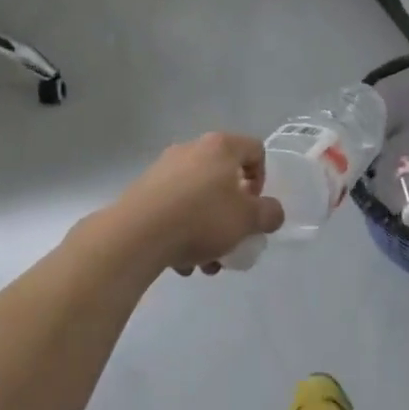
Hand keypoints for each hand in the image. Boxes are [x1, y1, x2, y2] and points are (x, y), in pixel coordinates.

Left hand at [111, 133, 283, 275]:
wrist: (137, 234)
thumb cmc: (201, 218)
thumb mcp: (248, 220)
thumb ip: (269, 214)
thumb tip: (271, 212)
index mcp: (221, 146)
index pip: (255, 151)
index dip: (262, 180)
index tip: (254, 208)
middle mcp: (192, 149)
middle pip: (224, 179)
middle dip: (231, 215)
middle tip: (231, 241)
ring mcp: (164, 168)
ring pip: (198, 198)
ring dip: (207, 230)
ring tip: (204, 263)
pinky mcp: (143, 190)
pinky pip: (174, 208)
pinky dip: (182, 231)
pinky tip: (180, 261)